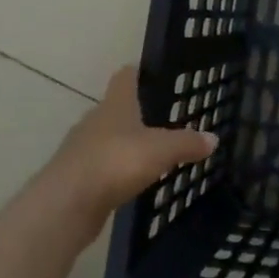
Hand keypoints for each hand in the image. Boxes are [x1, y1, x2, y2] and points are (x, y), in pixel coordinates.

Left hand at [35, 67, 216, 237]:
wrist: (66, 205)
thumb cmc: (115, 162)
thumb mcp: (161, 150)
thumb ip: (187, 143)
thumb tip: (213, 138)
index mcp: (115, 105)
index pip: (125, 77)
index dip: (138, 72)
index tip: (152, 72)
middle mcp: (95, 120)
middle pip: (115, 109)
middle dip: (135, 112)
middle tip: (162, 118)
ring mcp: (81, 149)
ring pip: (106, 139)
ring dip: (124, 144)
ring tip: (150, 152)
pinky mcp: (76, 178)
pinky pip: (101, 167)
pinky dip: (115, 170)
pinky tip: (130, 181)